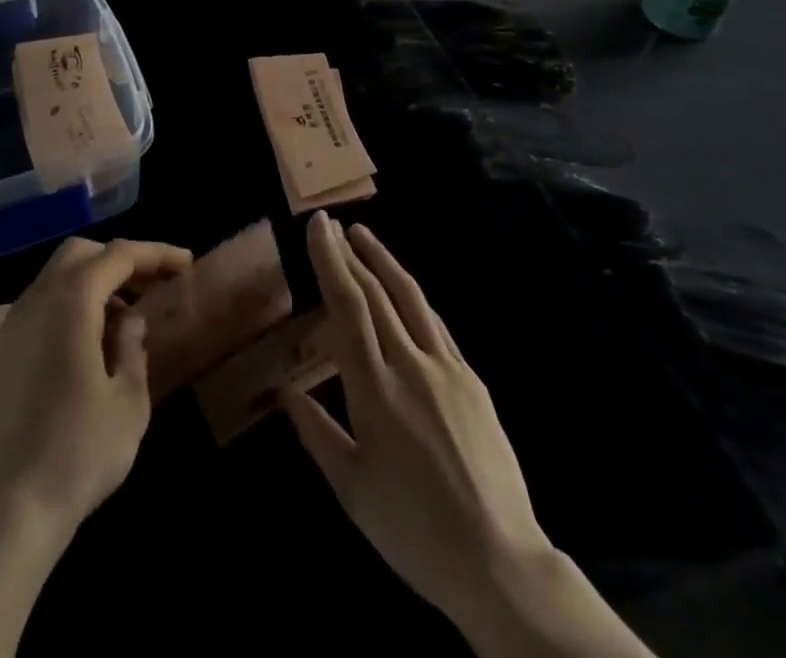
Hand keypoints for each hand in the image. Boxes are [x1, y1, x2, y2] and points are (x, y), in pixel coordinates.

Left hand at [0, 236, 191, 545]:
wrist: (4, 515)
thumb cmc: (78, 454)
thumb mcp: (128, 403)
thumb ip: (133, 349)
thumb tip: (130, 322)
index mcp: (70, 302)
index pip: (118, 256)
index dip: (155, 254)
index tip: (185, 265)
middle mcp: (34, 301)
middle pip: (80, 255)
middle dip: (118, 262)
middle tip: (150, 287)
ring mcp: (8, 328)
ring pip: (54, 280)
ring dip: (92, 286)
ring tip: (122, 323)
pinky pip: (37, 311)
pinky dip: (67, 310)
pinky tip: (85, 351)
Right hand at [284, 215, 653, 657]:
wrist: (499, 562)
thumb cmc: (413, 531)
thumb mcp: (352, 490)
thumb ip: (316, 433)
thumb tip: (285, 393)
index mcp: (375, 391)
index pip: (348, 307)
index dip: (331, 261)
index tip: (318, 227)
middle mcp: (411, 366)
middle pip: (377, 293)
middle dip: (350, 253)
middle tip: (330, 224)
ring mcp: (448, 369)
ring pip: (411, 298)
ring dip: (384, 261)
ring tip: (363, 236)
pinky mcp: (473, 380)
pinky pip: (436, 325)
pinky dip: (413, 298)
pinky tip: (404, 292)